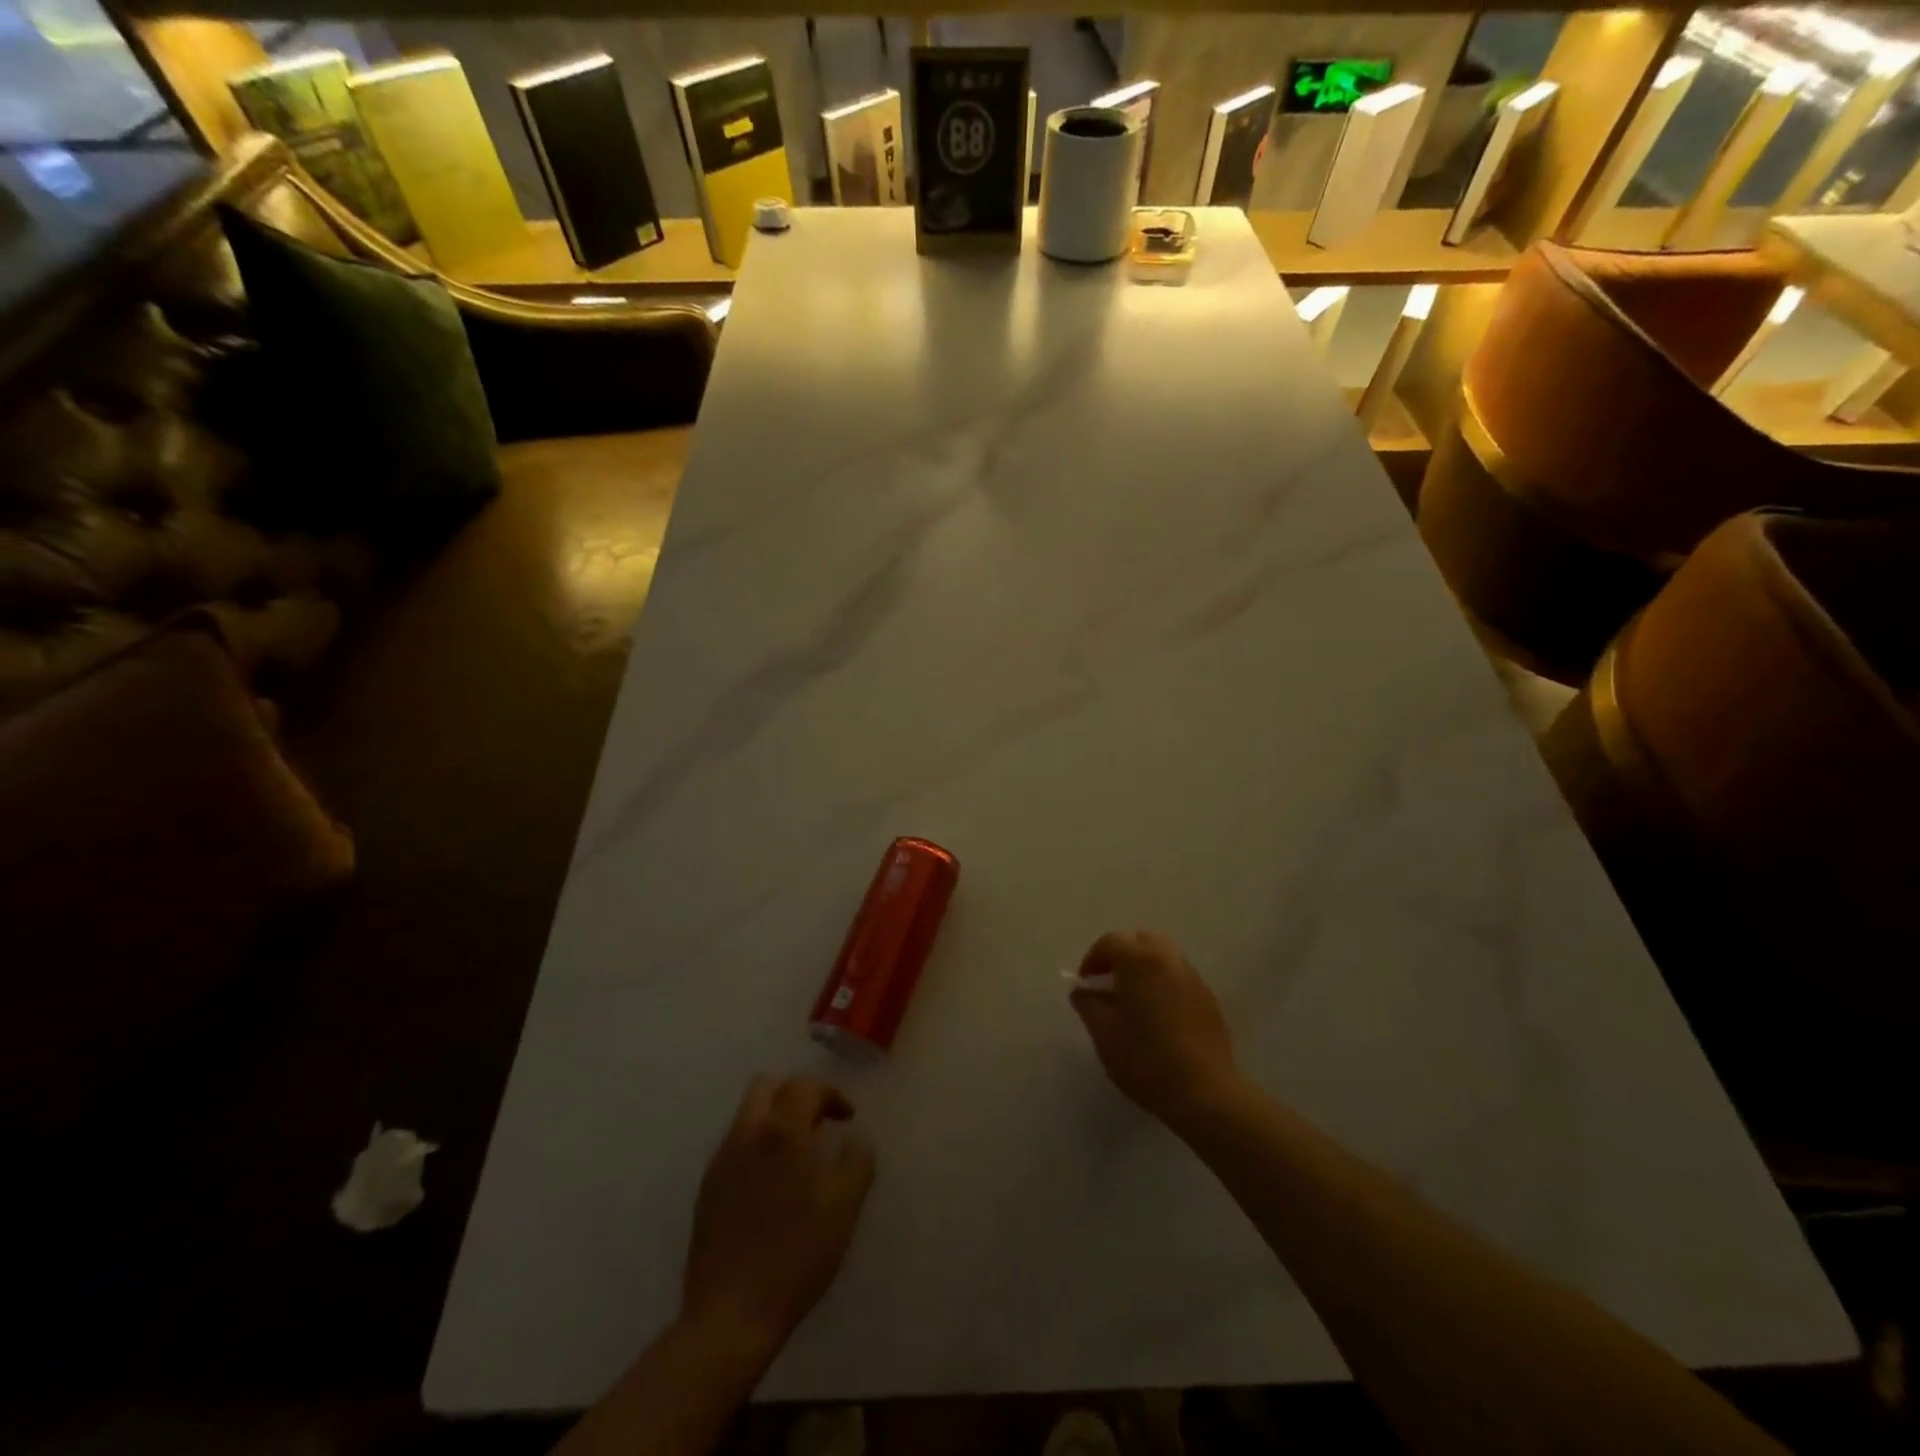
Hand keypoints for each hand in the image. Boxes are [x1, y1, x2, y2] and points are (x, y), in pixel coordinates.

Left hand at [680, 1075, 874, 1354]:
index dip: (831, 1094)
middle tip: (819, 1122)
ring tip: (799, 1154)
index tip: (847, 1118)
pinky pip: (737, 1144)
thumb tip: (855, 1140)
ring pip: (749, 1113)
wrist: (730, 1314)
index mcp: (782, 1132)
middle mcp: (747, 1134)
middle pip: (768, 1085)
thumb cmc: (796, 1255)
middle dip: (797, 1093)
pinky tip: (774, 1183)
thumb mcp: (844, 1208)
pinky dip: (759, 1144)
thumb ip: (857, 1161)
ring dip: (776, 1117)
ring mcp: (722, 1160)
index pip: (806, 1086)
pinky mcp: (707, 1187)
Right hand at [1071, 930, 1239, 1126]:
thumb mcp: (1104, 1033)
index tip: (1086, 985)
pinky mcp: (1209, 999)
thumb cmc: (1145, 1059)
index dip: (1092, 960)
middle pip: (1141, 941)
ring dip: (1144, 969)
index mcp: (1140, 960)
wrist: (1204, 1093)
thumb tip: (1082, 990)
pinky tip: (1159, 1017)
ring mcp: (1193, 978)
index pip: (1110, 942)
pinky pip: (1180, 978)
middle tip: (1110, 984)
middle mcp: (1169, 959)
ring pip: (1164, 957)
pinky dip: (1164, 985)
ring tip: (1134, 1001)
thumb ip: (1088, 1004)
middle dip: (1122, 956)